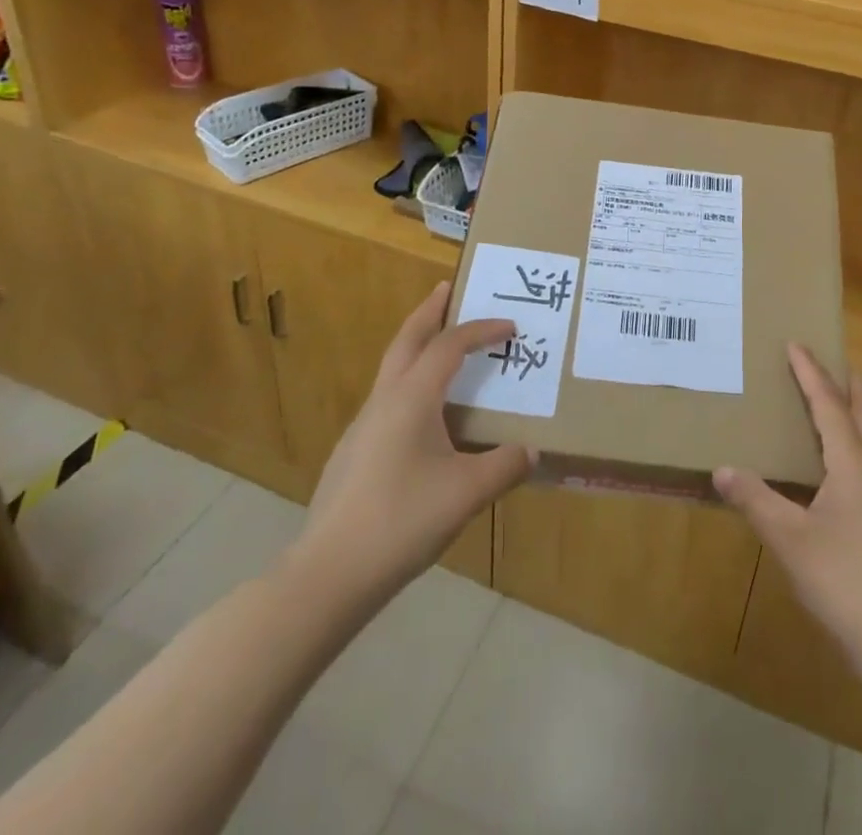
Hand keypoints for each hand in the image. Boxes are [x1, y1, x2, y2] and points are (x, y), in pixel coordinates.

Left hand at [289, 283, 532, 599]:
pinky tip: (425, 416)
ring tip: (443, 348)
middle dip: (429, 311)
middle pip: (407, 339)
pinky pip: (389, 399)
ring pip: (393, 369)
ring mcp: (363, 426)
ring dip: (418, 347)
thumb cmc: (402, 519)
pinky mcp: (354, 452)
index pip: (449, 345)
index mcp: (412, 397)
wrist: (329, 572)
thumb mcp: (467, 493)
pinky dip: (411, 383)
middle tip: (447, 289)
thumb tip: (532, 452)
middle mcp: (384, 400)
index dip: (481, 330)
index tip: (510, 327)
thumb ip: (505, 466)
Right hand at [715, 344, 861, 676]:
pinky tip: (835, 463)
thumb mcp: (790, 541)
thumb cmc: (847, 583)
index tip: (796, 343)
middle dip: (847, 380)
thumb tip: (723, 470)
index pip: (829, 403)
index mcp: (854, 462)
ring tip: (828, 402)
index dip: (810, 372)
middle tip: (824, 359)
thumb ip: (756, 501)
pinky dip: (856, 439)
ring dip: (854, 409)